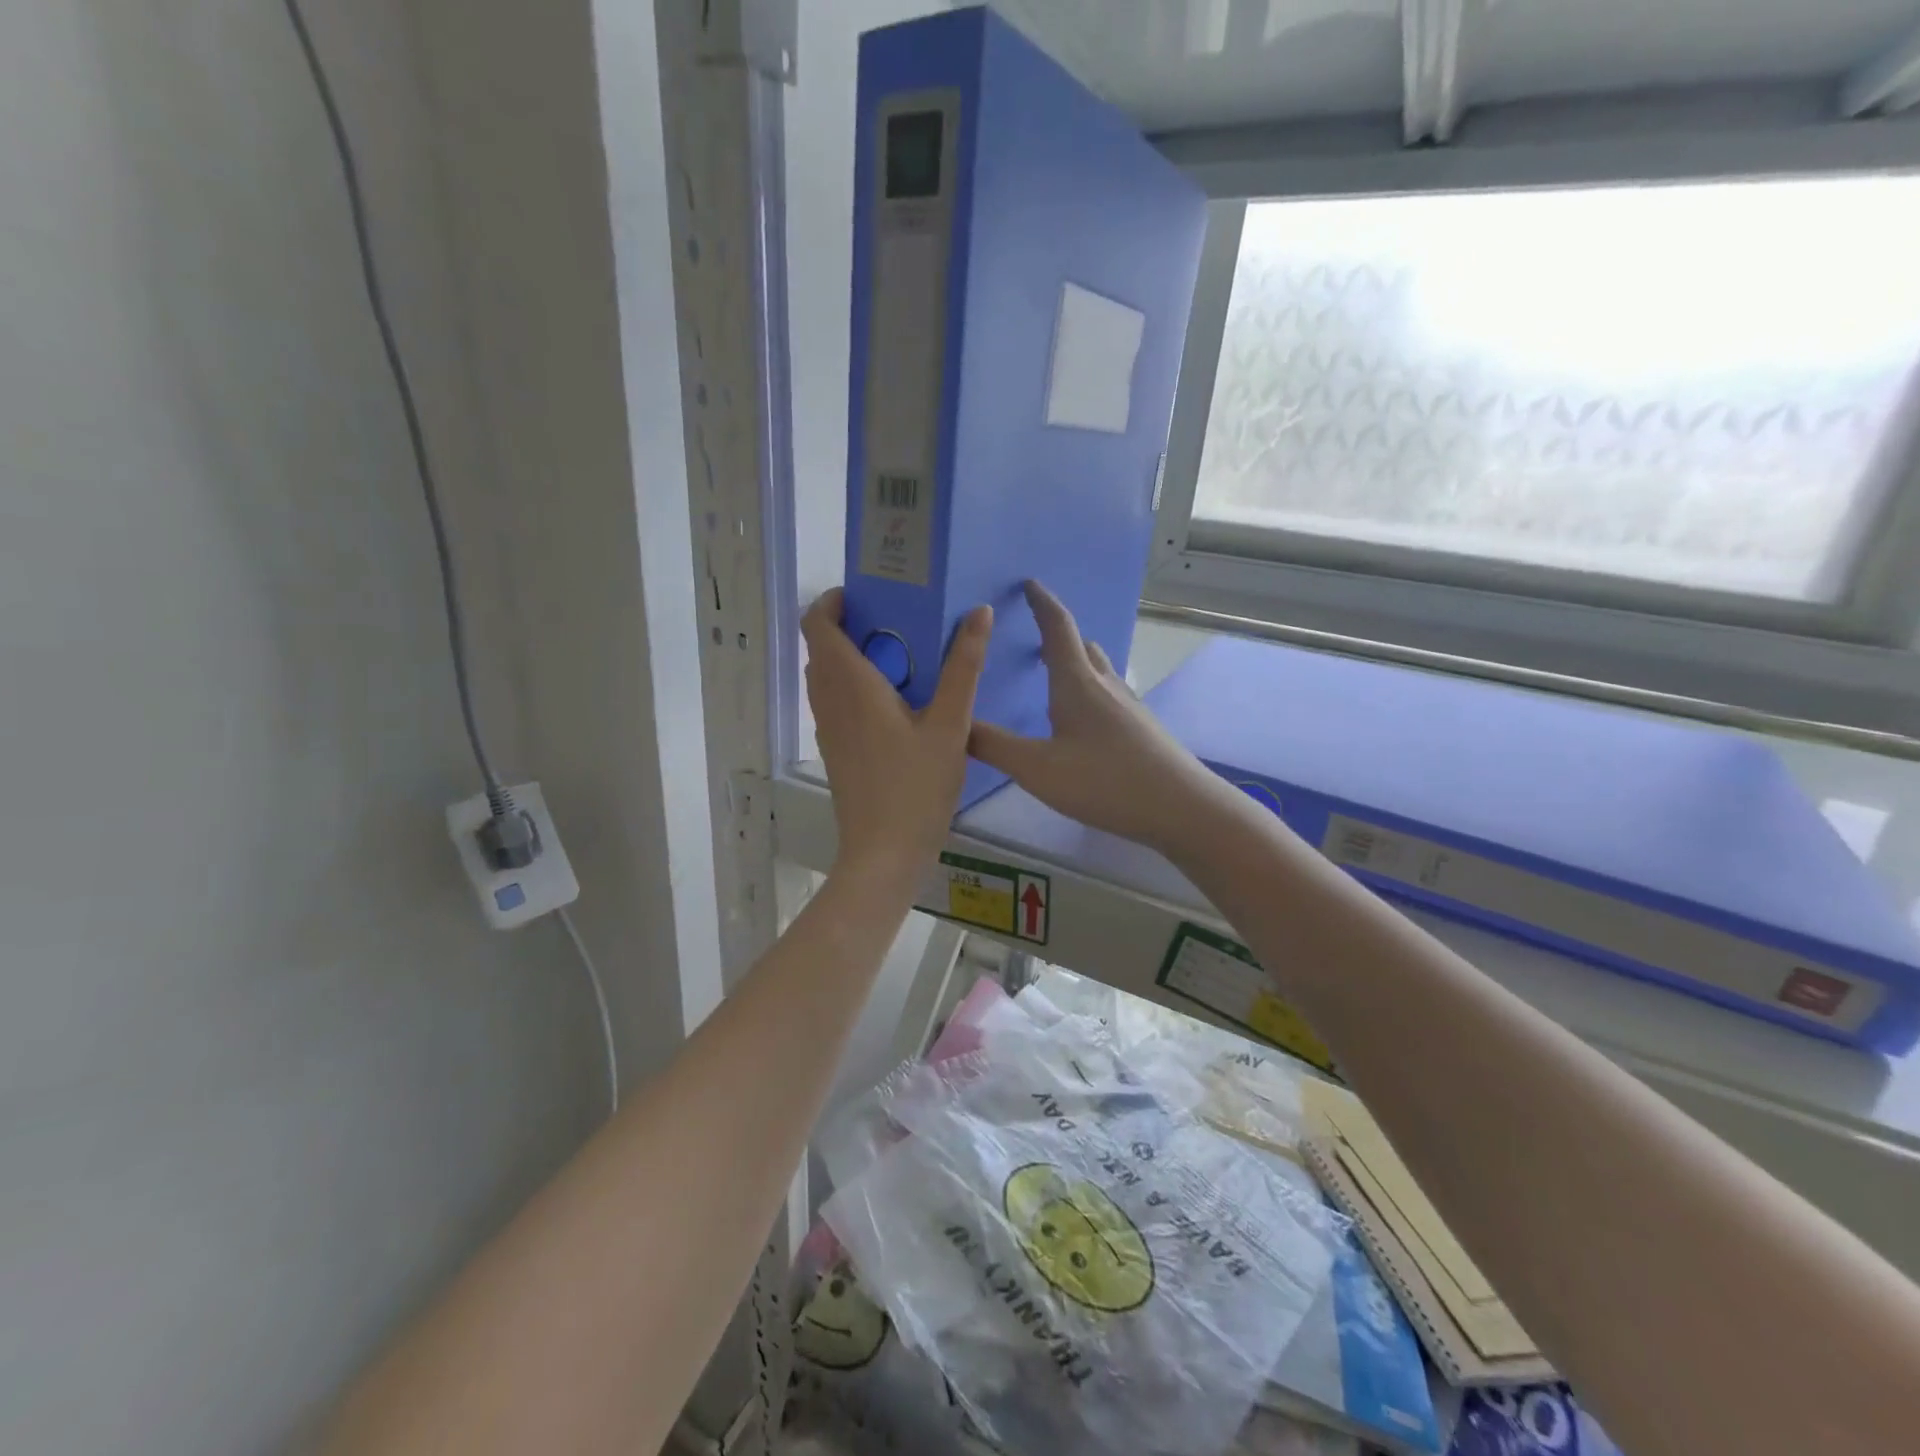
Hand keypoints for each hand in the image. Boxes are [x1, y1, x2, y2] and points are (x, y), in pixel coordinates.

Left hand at [803, 588, 991, 888]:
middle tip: (895, 620)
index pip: (817, 624)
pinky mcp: (835, 750)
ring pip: (826, 677)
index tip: (866, 594)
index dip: (831, 601)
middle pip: (822, 648)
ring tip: (900, 656)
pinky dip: (853, 686)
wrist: (883, 854)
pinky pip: (834, 702)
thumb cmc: (917, 788)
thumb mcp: (950, 725)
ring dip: (851, 657)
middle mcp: (830, 701)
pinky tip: (895, 701)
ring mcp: (828, 729)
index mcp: (850, 685)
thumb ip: (964, 668)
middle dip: (849, 626)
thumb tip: (979, 613)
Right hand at [969, 581, 1226, 854]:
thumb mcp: (1038, 769)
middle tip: (1034, 638)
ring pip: (1098, 671)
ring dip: (1075, 664)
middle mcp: (1105, 686)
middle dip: (1057, 636)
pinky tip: (1083, 723)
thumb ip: (994, 746)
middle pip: (1081, 647)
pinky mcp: (1142, 729)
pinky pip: (1109, 695)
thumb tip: (957, 724)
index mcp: (1077, 683)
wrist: (1182, 808)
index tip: (1029, 583)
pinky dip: (1089, 691)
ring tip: (1053, 678)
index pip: (1058, 628)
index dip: (1042, 602)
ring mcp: (1129, 707)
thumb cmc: (1106, 781)